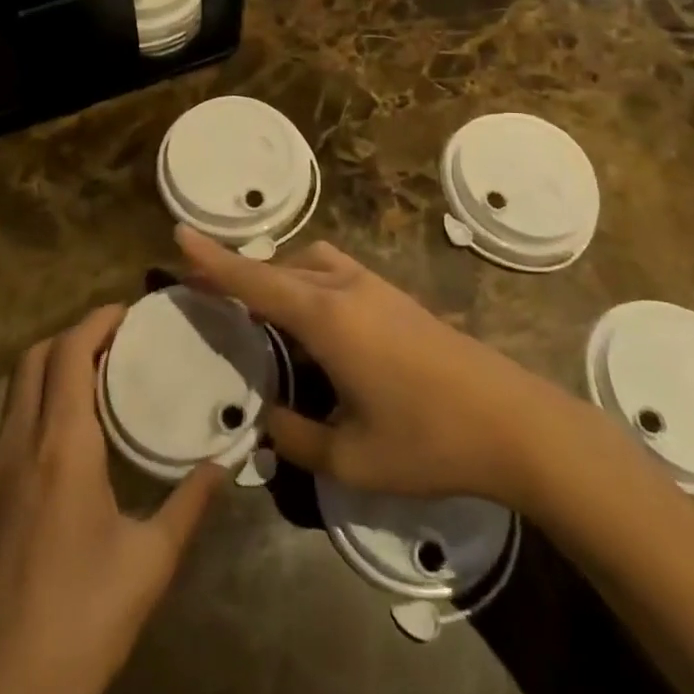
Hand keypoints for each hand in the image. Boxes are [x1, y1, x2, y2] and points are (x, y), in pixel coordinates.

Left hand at [0, 306, 223, 693]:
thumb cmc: (81, 623)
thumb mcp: (150, 564)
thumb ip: (190, 503)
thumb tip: (227, 460)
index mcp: (62, 446)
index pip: (70, 352)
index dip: (97, 320)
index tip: (128, 312)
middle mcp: (20, 440)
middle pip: (35, 356)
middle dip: (73, 334)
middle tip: (114, 340)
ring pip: (9, 381)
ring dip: (44, 360)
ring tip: (83, 371)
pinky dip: (22, 391)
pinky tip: (49, 420)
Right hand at [177, 226, 557, 506]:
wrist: (514, 421)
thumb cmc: (429, 440)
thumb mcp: (352, 459)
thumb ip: (298, 438)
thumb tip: (265, 422)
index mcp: (327, 319)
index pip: (255, 282)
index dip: (214, 260)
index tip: (179, 234)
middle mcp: (346, 289)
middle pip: (280, 268)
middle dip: (241, 274)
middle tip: (209, 293)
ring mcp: (375, 287)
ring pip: (310, 265)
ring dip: (279, 277)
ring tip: (261, 314)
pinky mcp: (396, 296)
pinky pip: (335, 274)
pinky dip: (307, 284)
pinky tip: (313, 324)